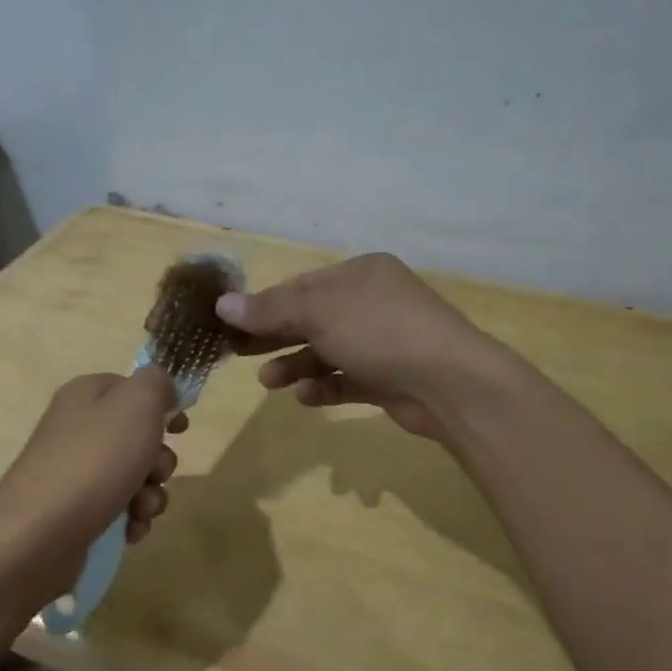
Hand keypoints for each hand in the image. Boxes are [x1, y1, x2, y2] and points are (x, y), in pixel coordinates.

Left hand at [0, 370, 186, 601]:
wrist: (38, 536)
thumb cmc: (94, 463)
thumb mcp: (136, 406)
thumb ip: (156, 384)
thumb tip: (161, 387)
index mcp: (86, 395)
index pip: (133, 388)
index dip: (162, 406)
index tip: (181, 428)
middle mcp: (77, 428)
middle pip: (139, 436)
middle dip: (159, 460)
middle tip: (153, 473)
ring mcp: (74, 471)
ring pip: (134, 476)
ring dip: (150, 494)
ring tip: (140, 510)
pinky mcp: (75, 510)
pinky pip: (118, 507)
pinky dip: (132, 518)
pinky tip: (130, 530)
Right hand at [216, 253, 507, 443]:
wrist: (449, 382)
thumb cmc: (379, 331)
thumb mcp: (318, 312)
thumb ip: (270, 309)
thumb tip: (222, 303)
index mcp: (361, 274)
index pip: (302, 286)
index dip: (265, 305)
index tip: (232, 324)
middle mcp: (373, 302)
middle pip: (311, 318)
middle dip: (275, 336)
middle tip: (239, 353)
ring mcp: (384, 341)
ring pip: (327, 351)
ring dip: (296, 365)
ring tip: (269, 382)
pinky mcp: (390, 378)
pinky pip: (347, 379)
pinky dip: (325, 386)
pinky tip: (306, 396)